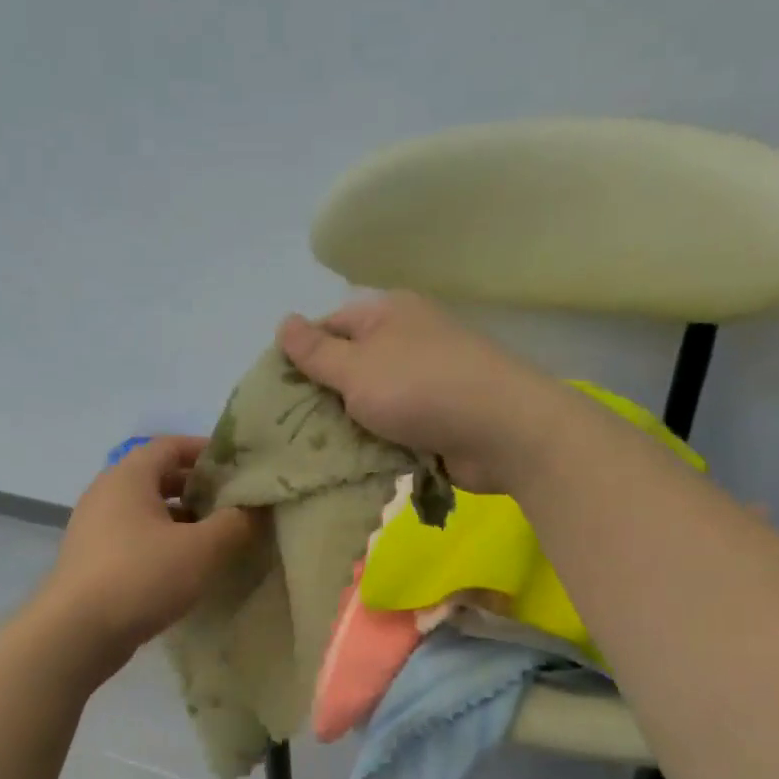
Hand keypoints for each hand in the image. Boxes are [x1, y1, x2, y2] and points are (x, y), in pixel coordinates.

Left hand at [39, 437, 258, 667]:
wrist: (76, 633)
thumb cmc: (142, 576)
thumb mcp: (202, 549)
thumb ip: (234, 523)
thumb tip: (253, 509)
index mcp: (129, 476)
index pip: (171, 446)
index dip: (206, 451)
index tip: (238, 467)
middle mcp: (106, 493)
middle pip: (158, 477)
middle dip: (197, 488)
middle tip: (233, 504)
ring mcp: (94, 528)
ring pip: (146, 511)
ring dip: (181, 519)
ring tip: (216, 537)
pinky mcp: (91, 560)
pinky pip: (134, 538)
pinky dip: (162, 542)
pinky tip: (184, 567)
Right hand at [277, 291, 559, 492]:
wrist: (502, 431)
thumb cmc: (420, 389)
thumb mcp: (356, 368)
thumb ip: (317, 352)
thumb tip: (284, 322)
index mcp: (386, 314)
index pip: (328, 326)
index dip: (300, 356)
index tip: (276, 393)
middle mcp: (406, 340)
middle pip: (349, 366)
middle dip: (322, 398)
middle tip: (290, 431)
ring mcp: (425, 380)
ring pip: (369, 402)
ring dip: (348, 427)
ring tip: (315, 453)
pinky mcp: (438, 417)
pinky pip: (393, 428)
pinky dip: (376, 443)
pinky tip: (352, 464)